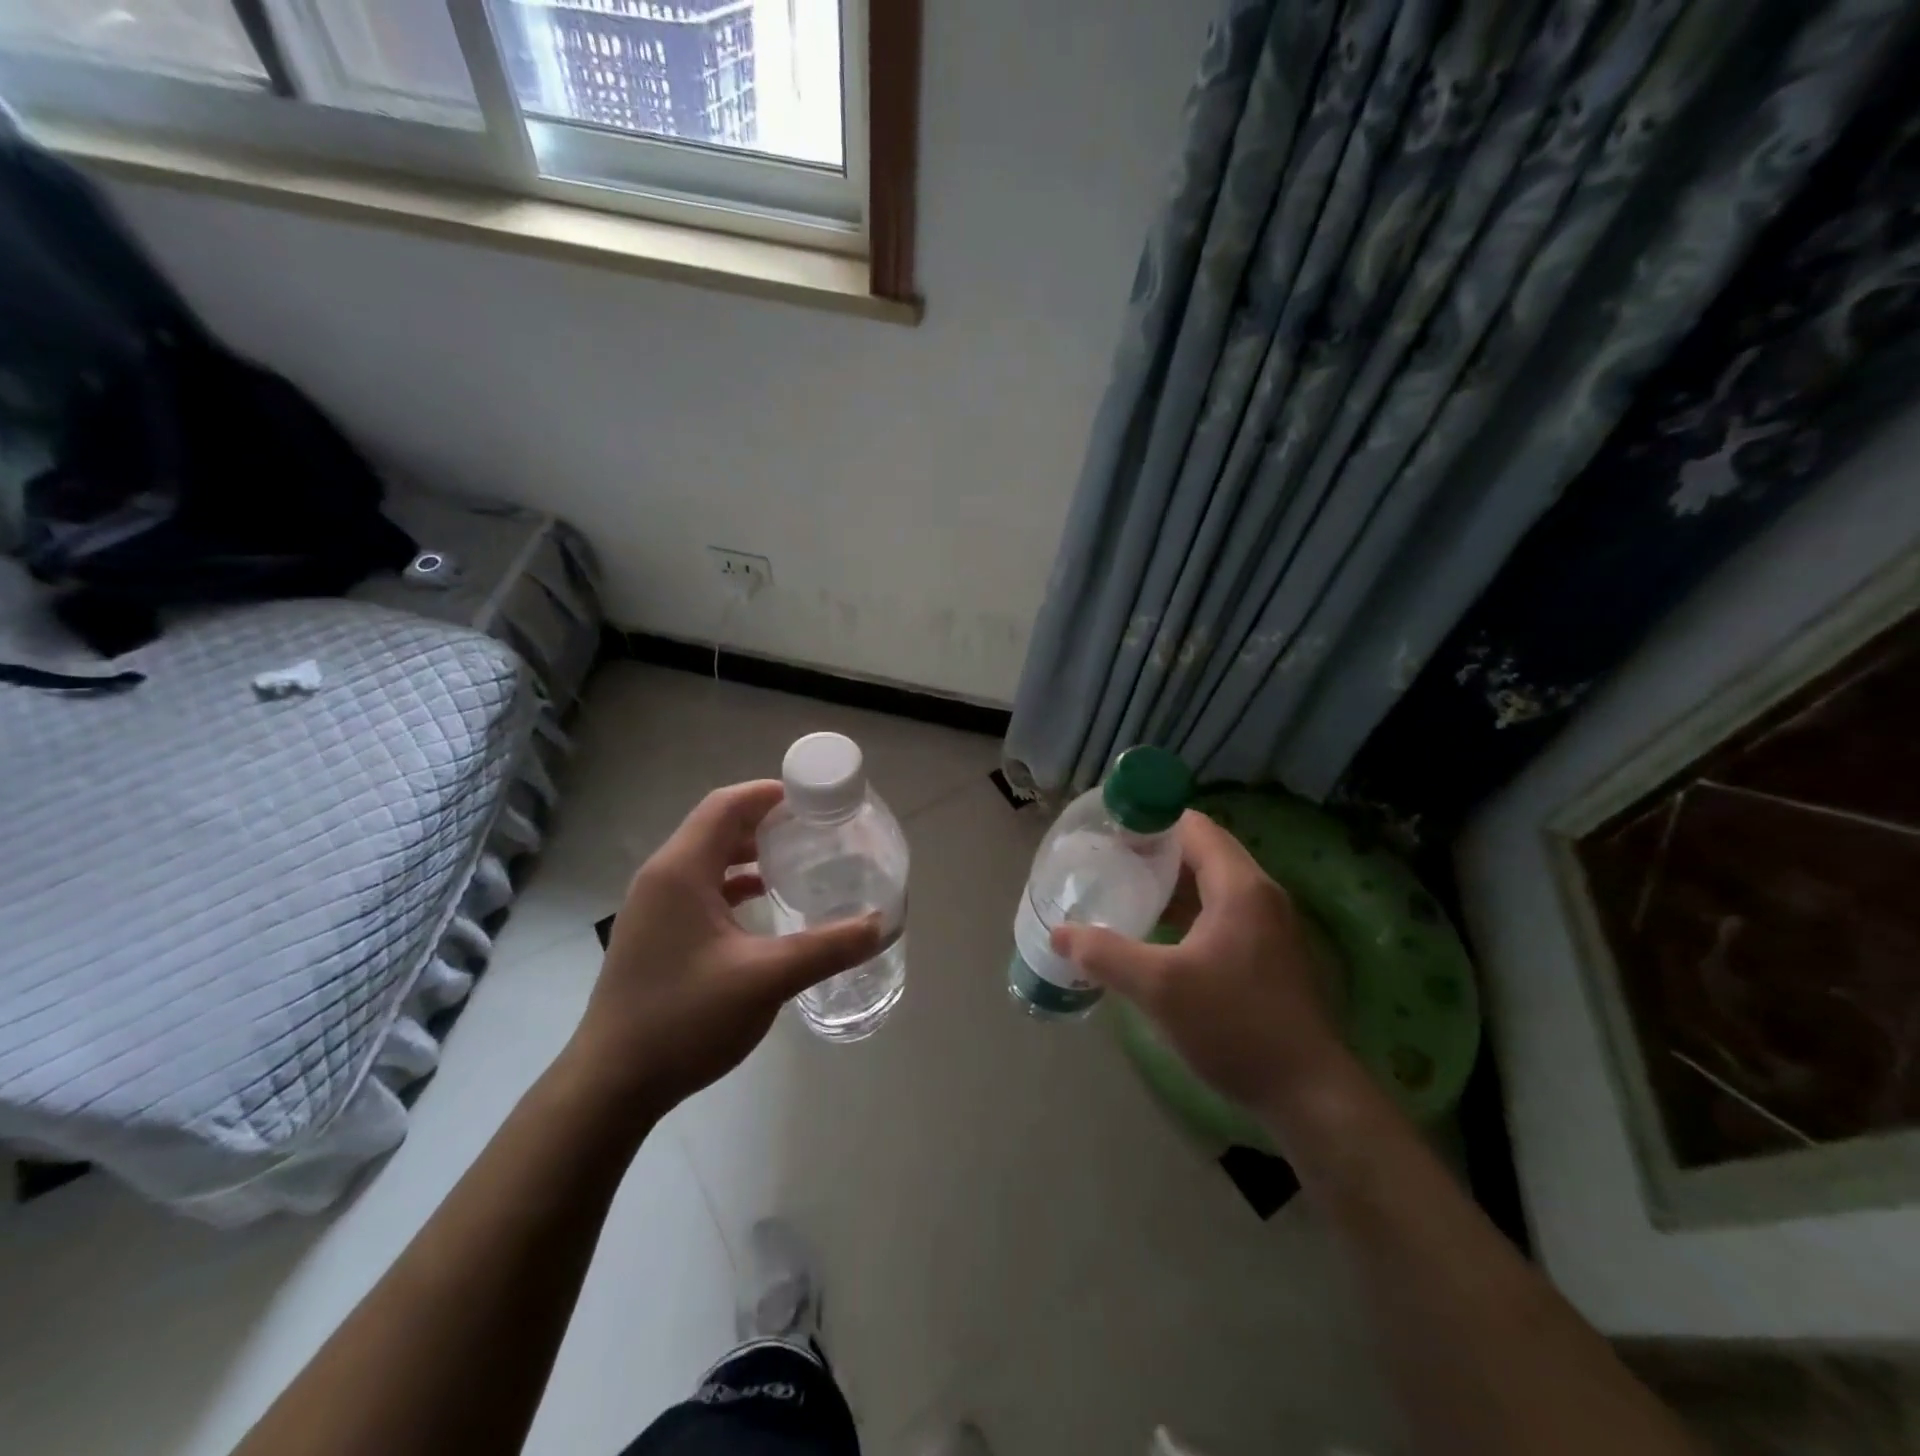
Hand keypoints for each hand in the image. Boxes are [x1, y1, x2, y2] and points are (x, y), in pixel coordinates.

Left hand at [567, 780, 881, 1118]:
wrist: (611, 1083)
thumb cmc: (685, 1018)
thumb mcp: (765, 979)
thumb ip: (826, 947)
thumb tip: (879, 924)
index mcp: (681, 870)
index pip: (726, 805)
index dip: (769, 793)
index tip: (813, 799)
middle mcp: (662, 877)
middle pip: (717, 826)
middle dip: (765, 821)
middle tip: (814, 828)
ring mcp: (654, 907)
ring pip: (707, 858)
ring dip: (749, 852)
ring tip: (797, 859)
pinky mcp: (656, 933)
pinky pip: (700, 888)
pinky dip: (734, 883)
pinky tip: (764, 903)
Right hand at [1050, 810, 1350, 1120]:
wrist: (1308, 1093)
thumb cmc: (1234, 1026)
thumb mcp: (1158, 988)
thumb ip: (1104, 954)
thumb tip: (1059, 934)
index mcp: (1239, 885)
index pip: (1192, 826)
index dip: (1149, 821)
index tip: (1108, 832)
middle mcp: (1260, 893)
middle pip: (1202, 850)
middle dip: (1154, 852)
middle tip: (1107, 862)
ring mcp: (1269, 924)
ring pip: (1211, 883)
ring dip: (1170, 884)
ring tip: (1123, 892)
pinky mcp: (1268, 952)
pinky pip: (1221, 911)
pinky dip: (1187, 910)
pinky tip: (1156, 933)